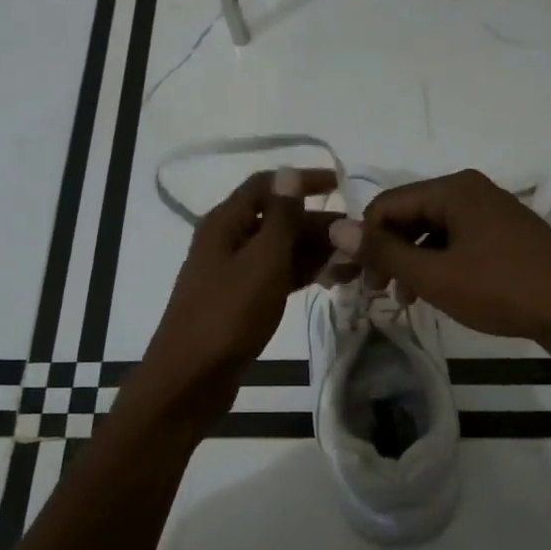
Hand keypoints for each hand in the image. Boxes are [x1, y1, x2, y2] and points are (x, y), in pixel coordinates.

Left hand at [131, 168, 342, 421]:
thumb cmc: (228, 314)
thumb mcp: (262, 261)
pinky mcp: (241, 301)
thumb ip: (281, 217)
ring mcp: (234, 273)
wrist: (192, 377)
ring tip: (355, 263)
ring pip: (280, 250)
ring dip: (315, 252)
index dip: (302, 181)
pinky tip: (331, 281)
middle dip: (317, 224)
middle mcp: (227, 241)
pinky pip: (277, 277)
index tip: (341, 185)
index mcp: (225, 223)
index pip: (267, 185)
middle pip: (277, 219)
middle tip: (358, 237)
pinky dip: (302, 275)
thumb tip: (290, 172)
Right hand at [327, 169, 550, 363]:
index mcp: (452, 190)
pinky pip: (457, 244)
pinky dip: (438, 266)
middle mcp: (470, 192)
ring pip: (432, 233)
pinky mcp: (505, 237)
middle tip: (375, 294)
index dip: (363, 241)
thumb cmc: (503, 290)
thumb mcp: (436, 276)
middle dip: (387, 254)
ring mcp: (491, 214)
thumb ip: (384, 253)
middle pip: (409, 216)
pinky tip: (435, 294)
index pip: (386, 205)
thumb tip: (336, 228)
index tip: (353, 281)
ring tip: (404, 300)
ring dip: (411, 264)